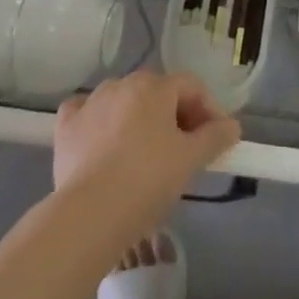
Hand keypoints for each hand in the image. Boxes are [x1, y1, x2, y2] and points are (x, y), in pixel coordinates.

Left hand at [54, 72, 240, 240]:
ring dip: (139, 118)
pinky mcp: (66, 126)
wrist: (90, 214)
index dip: (209, 109)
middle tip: (187, 148)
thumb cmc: (148, 180)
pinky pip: (88, 113)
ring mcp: (90, 103)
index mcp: (154, 86)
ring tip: (147, 152)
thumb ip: (215, 137)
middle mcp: (121, 84)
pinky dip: (100, 122)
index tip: (217, 139)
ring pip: (123, 101)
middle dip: (176, 114)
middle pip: (158, 92)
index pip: (191, 86)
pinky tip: (104, 142)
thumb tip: (231, 126)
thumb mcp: (191, 160)